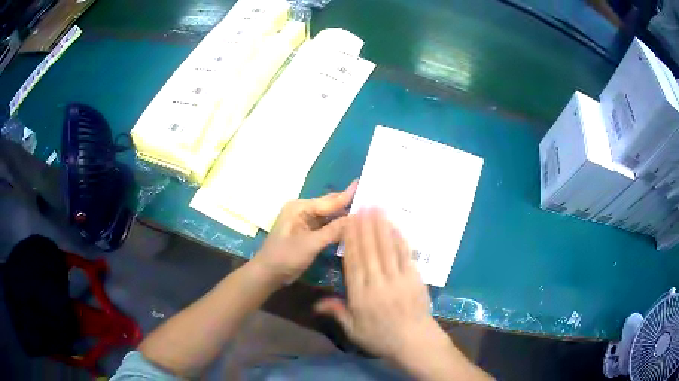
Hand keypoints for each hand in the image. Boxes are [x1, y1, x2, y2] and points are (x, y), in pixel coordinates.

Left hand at [251, 180, 357, 286]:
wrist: (268, 274)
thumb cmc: (285, 257)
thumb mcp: (310, 244)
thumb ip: (334, 230)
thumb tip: (357, 218)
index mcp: (300, 207)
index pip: (330, 201)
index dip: (348, 195)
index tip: (365, 184)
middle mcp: (303, 210)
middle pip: (330, 206)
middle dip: (349, 204)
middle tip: (372, 200)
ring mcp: (305, 222)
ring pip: (330, 217)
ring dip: (345, 217)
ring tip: (367, 212)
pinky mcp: (307, 234)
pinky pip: (326, 227)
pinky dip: (338, 228)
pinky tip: (352, 228)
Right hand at [314, 208, 445, 361]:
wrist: (414, 342)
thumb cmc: (381, 338)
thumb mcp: (354, 330)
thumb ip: (337, 312)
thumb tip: (316, 302)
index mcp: (361, 295)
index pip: (354, 262)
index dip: (351, 240)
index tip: (349, 222)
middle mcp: (378, 282)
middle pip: (370, 250)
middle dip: (365, 226)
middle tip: (362, 205)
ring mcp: (398, 278)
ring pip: (387, 248)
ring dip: (381, 226)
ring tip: (377, 208)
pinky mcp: (415, 277)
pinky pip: (405, 255)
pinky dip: (399, 239)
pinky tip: (395, 227)